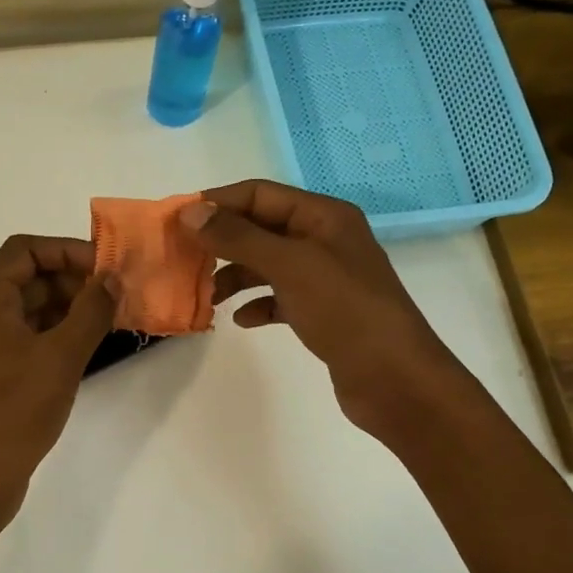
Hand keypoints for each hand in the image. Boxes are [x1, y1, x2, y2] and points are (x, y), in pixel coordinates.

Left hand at [0, 235, 116, 524]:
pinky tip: (86, 350)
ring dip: (68, 309)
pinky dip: (57, 336)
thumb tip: (111, 279)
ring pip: (30, 310)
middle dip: (73, 280)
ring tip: (109, 322)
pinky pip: (28, 339)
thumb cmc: (15, 410)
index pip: (25, 249)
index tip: (105, 268)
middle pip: (28, 277)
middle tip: (115, 298)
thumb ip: (90, 312)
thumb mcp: (61, 356)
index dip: (66, 249)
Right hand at [180, 180, 456, 440]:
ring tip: (208, 296)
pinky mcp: (323, 312)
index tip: (178, 221)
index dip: (219, 203)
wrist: (394, 378)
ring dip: (236, 276)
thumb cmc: (344, 310)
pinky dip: (258, 305)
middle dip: (223, 241)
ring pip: (268, 265)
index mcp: (324, 216)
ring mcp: (325, 277)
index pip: (260, 194)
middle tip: (184, 259)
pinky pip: (280, 298)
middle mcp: (325, 240)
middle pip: (262, 228)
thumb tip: (190, 212)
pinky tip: (242, 321)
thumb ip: (238, 237)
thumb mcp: (289, 265)